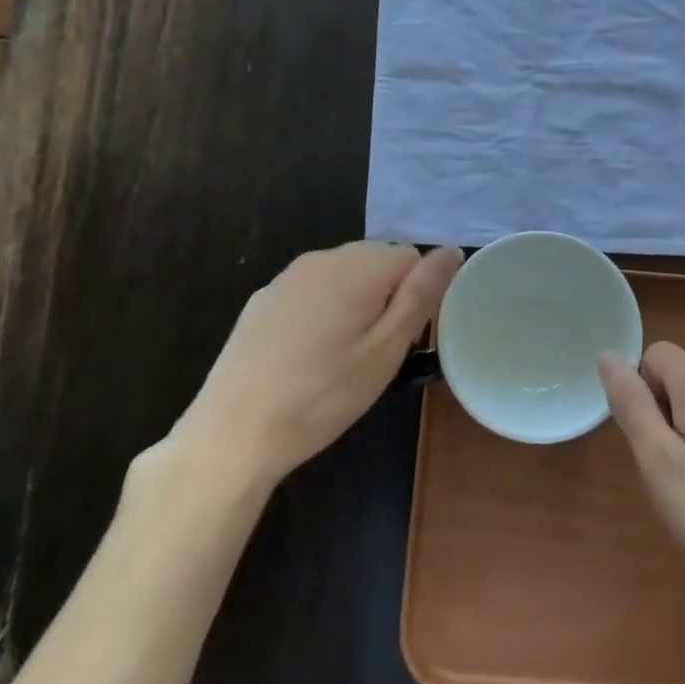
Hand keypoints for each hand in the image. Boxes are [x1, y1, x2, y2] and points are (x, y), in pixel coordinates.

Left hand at [172, 242, 461, 484]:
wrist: (233, 433)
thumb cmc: (322, 396)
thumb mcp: (385, 351)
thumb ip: (421, 295)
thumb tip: (452, 250)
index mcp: (358, 266)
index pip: (412, 257)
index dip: (415, 297)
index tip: (400, 340)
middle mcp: (323, 257)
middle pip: (377, 261)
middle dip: (385, 297)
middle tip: (373, 354)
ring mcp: (288, 276)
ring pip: (343, 275)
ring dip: (353, 304)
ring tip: (340, 359)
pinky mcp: (263, 298)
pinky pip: (311, 291)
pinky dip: (321, 311)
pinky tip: (305, 356)